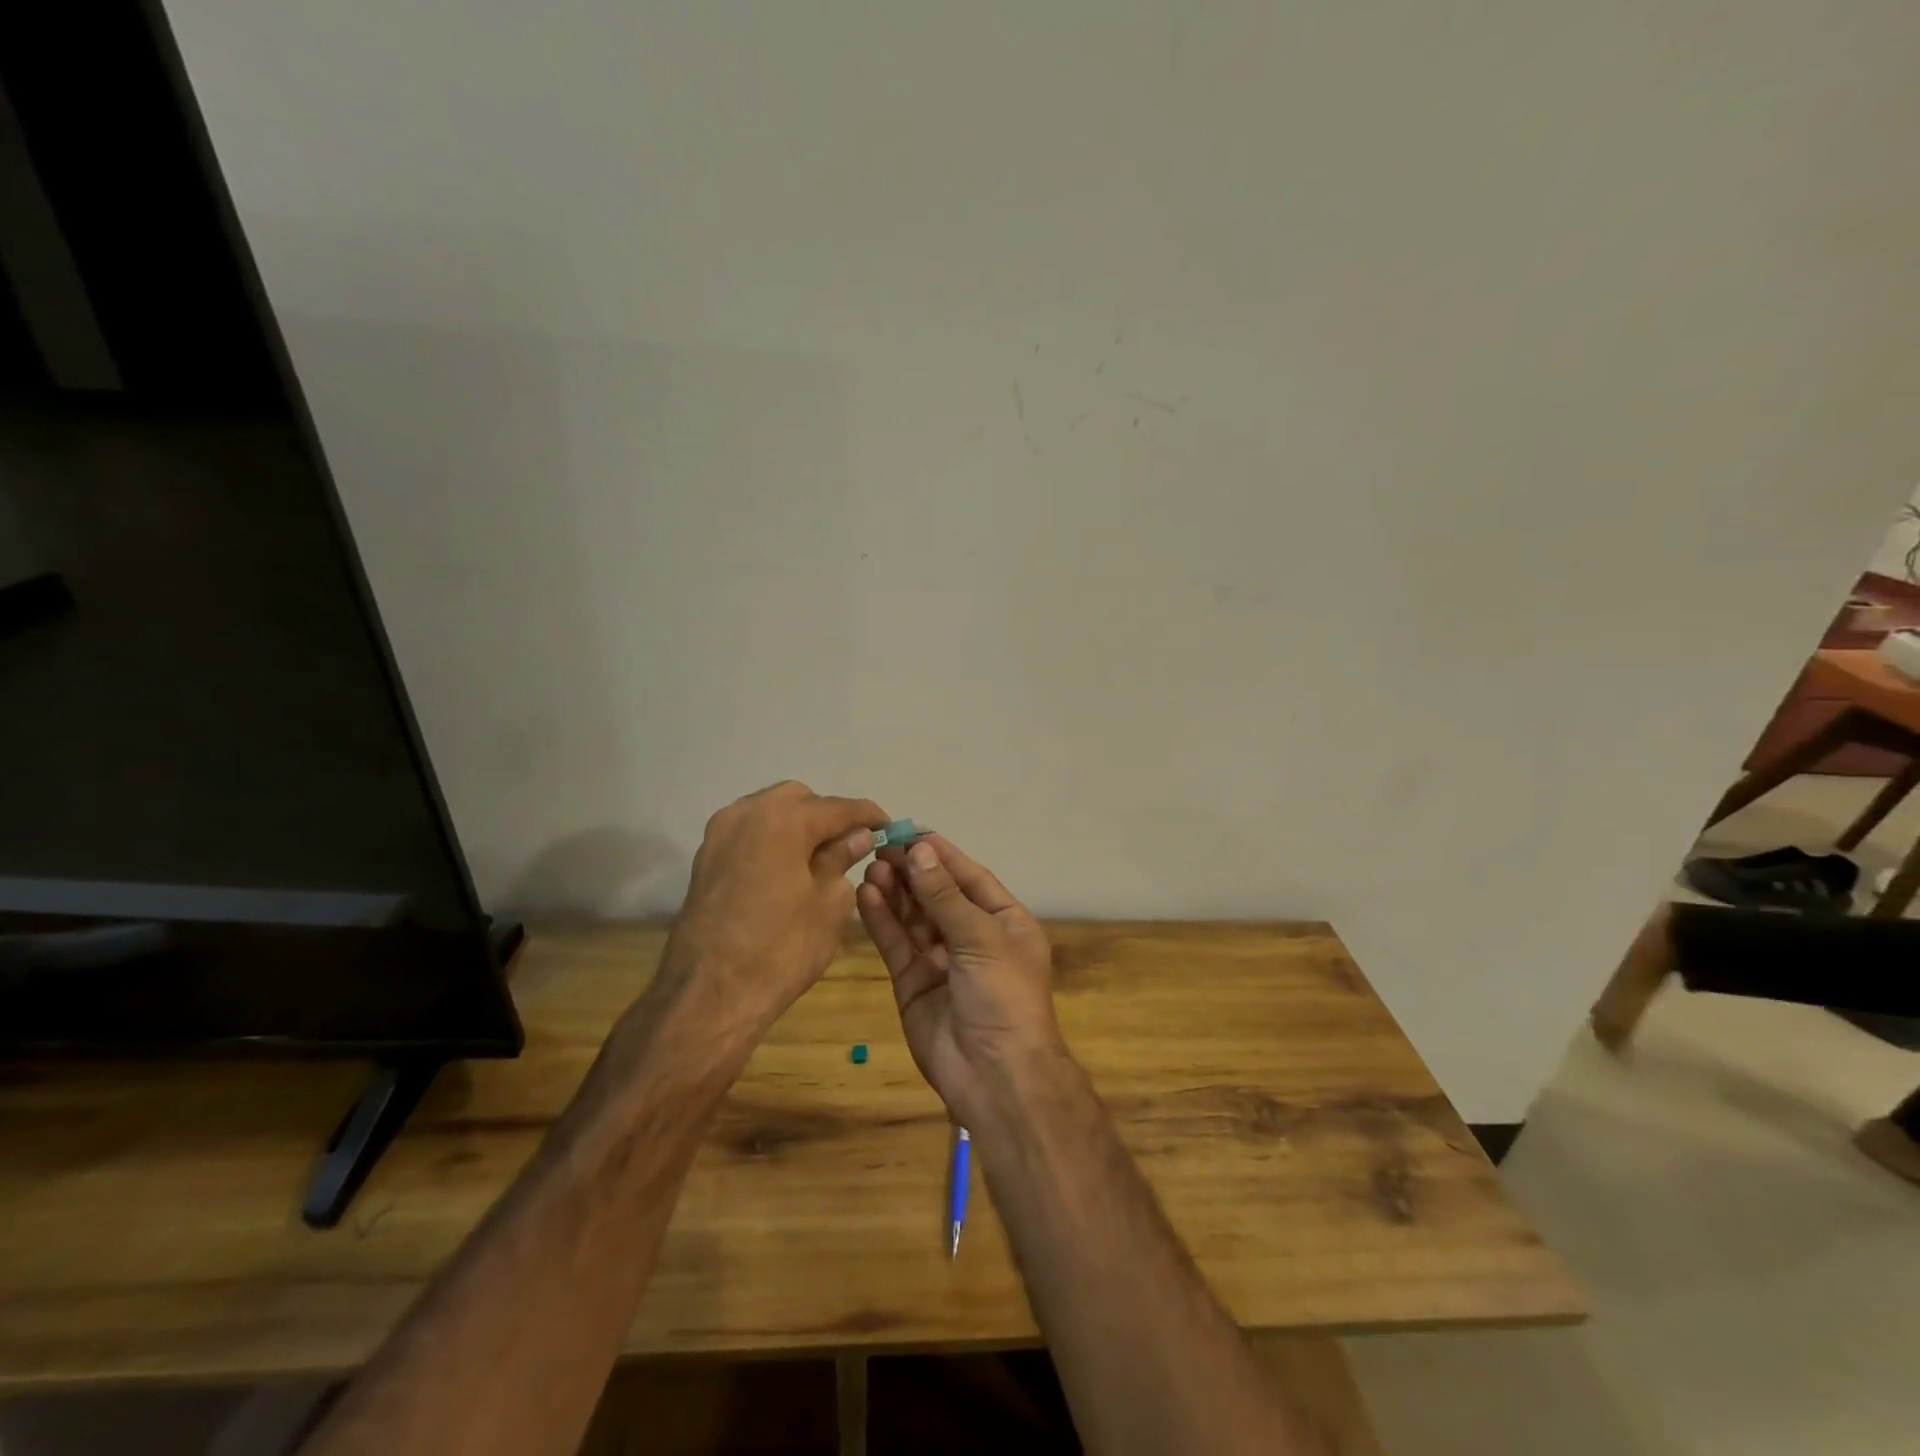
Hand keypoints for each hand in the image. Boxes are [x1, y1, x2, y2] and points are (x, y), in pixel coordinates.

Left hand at [662, 781, 885, 1035]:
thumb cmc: (781, 948)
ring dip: (797, 827)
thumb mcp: (829, 904)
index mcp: (783, 818)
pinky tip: (788, 871)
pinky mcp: (705, 859)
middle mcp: (747, 812)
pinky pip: (749, 834)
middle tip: (851, 846)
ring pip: (769, 813)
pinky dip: (772, 842)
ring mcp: (720, 834)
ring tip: (820, 859)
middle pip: (799, 800)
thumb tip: (857, 837)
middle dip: (827, 817)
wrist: (709, 995)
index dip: (869, 816)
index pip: (838, 807)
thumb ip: (843, 859)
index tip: (890, 828)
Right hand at [855, 835, 1065, 1126]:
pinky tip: (866, 895)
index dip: (942, 855)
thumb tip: (921, 850)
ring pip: (914, 917)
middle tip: (882, 847)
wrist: (995, 1076)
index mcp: (1004, 922)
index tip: (911, 831)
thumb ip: (945, 896)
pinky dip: (882, 920)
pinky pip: (897, 943)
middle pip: (938, 895)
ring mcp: (941, 960)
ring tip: (872, 866)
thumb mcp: (981, 938)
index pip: (970, 877)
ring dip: (895, 891)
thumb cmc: (1003, 996)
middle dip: (913, 871)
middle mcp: (973, 937)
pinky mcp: (913, 982)